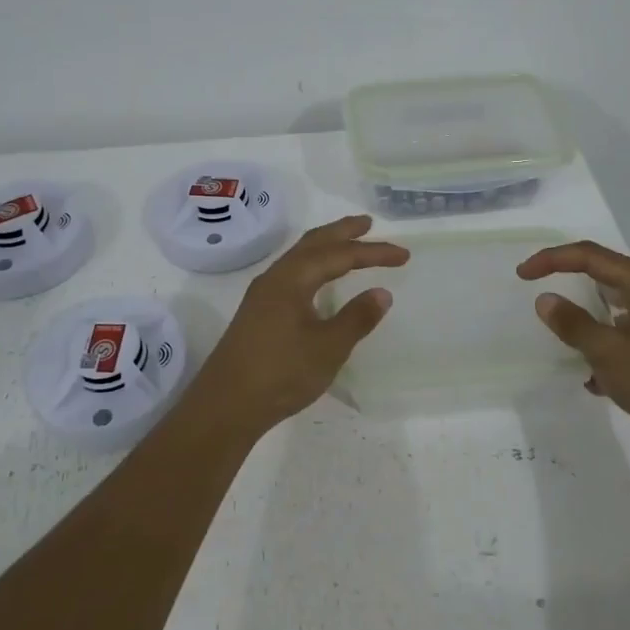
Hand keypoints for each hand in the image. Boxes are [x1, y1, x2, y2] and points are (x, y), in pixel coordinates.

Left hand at [187, 215, 409, 433]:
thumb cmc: (281, 374)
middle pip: (313, 243)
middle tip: (369, 224)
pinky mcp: (258, 312)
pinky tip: (319, 280)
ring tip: (348, 244)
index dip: (373, 252)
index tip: (403, 255)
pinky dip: (313, 265)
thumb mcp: (328, 348)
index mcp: (292, 279)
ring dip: (326, 247)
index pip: (339, 255)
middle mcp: (275, 278)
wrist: (225, 406)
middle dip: (342, 232)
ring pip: (299, 257)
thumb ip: (357, 318)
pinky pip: (292, 273)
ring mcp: (262, 295)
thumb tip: (382, 293)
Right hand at [517, 240, 629, 446]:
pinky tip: (591, 381)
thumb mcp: (609, 351)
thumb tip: (545, 300)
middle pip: (603, 279)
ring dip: (585, 324)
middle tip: (537, 296)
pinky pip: (620, 345)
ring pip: (611, 315)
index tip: (522, 275)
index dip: (553, 260)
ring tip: (559, 339)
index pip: (591, 257)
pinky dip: (601, 355)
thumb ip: (573, 324)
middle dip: (569, 284)